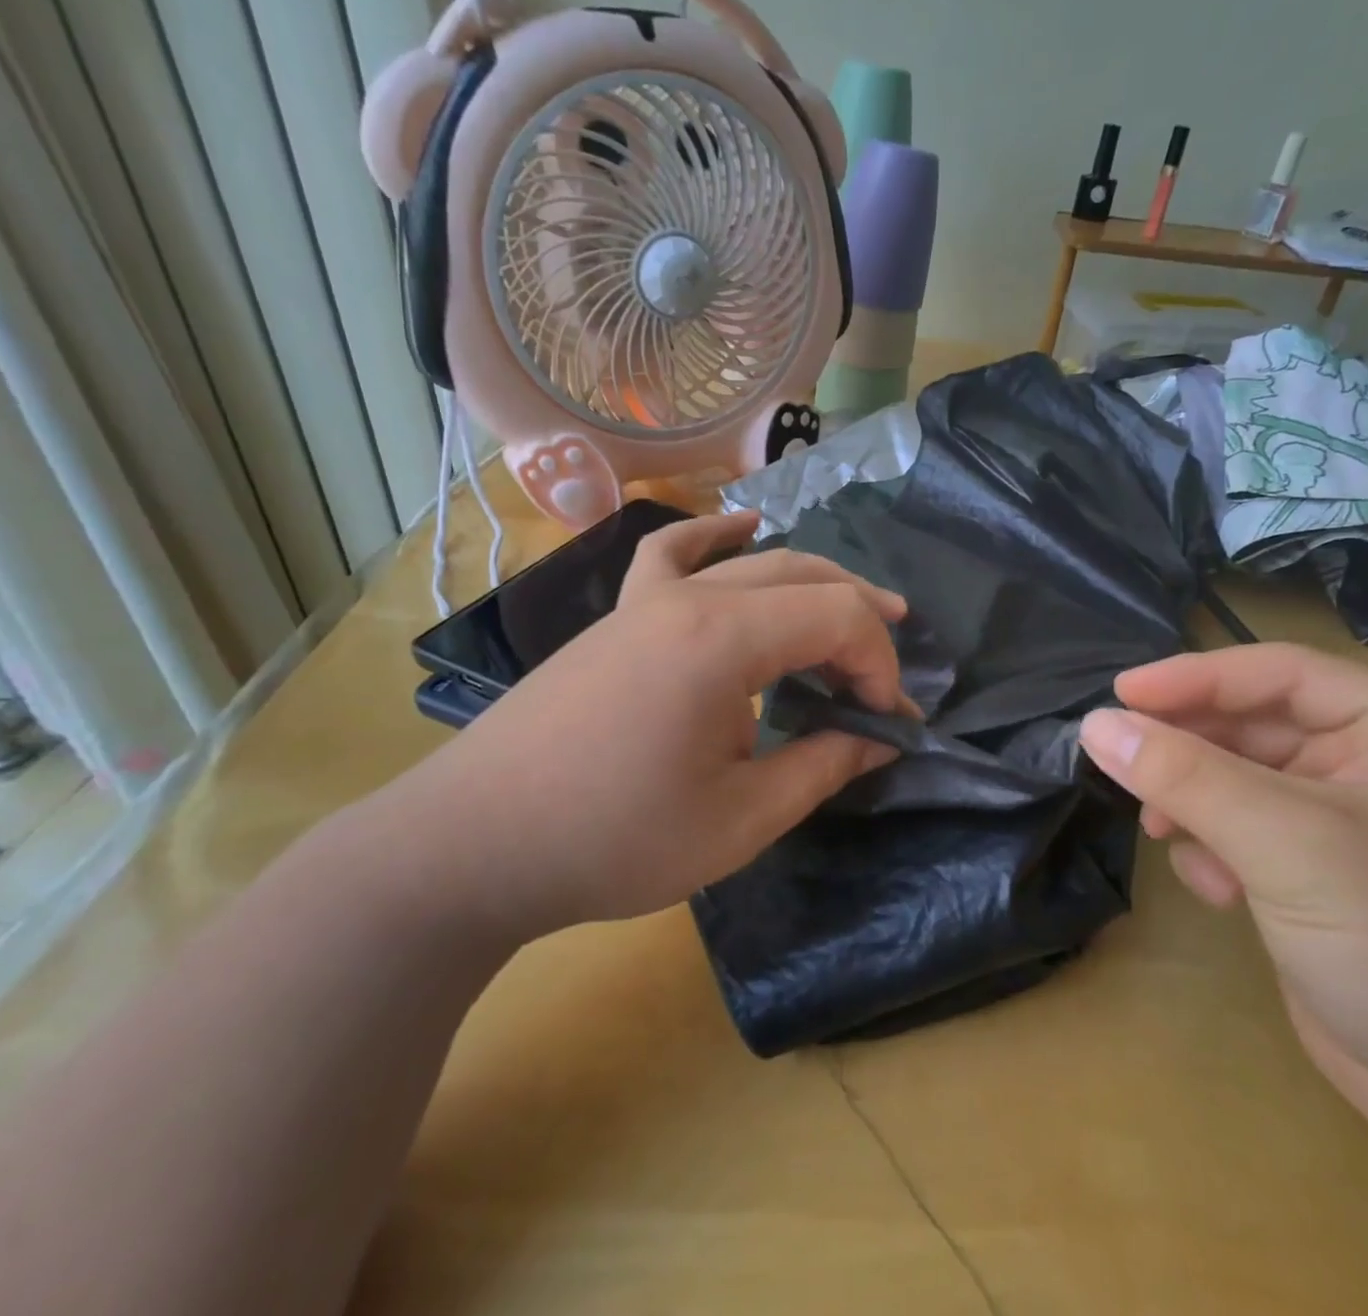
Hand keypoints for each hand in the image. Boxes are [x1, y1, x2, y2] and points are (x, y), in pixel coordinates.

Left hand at [377, 511, 910, 940]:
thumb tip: (879, 738)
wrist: (477, 843)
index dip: (879, 665)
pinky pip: (672, 554)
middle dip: (861, 619)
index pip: (837, 618)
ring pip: (753, 564)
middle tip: (890, 669)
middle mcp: (689, 599)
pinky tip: (741, 525)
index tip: (888, 723)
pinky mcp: (619, 617)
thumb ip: (822, 766)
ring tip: (857, 607)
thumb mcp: (741, 819)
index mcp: (723, 640)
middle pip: (804, 577)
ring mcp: (646, 600)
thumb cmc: (614, 839)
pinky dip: (714, 535)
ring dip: (813, 582)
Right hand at [1078, 643, 1367, 1163]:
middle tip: (1123, 765)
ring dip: (1196, 802)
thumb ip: (1186, 777)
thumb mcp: (1292, 846)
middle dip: (1189, 749)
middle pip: (1255, 727)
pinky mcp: (1328, 884)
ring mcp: (1355, 830)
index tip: (1117, 695)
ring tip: (1163, 830)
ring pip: (1243, 784)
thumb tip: (1095, 724)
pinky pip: (1250, 837)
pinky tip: (1214, 889)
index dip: (1194, 677)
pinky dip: (1218, 850)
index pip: (1278, 673)